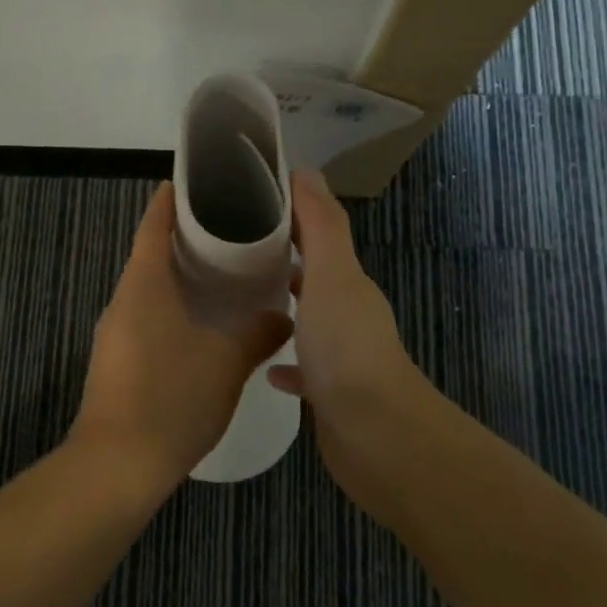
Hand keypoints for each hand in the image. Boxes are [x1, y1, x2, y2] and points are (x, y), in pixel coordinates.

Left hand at [71, 182, 292, 498]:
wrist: (116, 467)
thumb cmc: (171, 397)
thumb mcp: (226, 362)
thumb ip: (258, 332)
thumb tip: (283, 315)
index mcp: (143, 283)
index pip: (153, 224)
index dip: (172, 199)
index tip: (198, 182)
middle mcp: (124, 299)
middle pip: (152, 253)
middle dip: (187, 238)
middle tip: (232, 229)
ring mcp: (116, 332)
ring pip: (150, 288)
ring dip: (181, 276)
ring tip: (227, 273)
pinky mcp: (118, 361)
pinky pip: (148, 317)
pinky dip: (175, 308)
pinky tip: (205, 324)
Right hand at [269, 170, 436, 525]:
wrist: (376, 435)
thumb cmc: (347, 347)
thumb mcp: (332, 274)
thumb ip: (321, 224)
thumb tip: (306, 170)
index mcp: (347, 282)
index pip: (317, 234)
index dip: (288, 214)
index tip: (247, 200)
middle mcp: (348, 314)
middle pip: (312, 276)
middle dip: (279, 259)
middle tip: (230, 249)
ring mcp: (340, 357)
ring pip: (307, 321)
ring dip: (283, 307)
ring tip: (240, 299)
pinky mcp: (330, 395)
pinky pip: (303, 370)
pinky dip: (285, 362)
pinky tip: (263, 364)